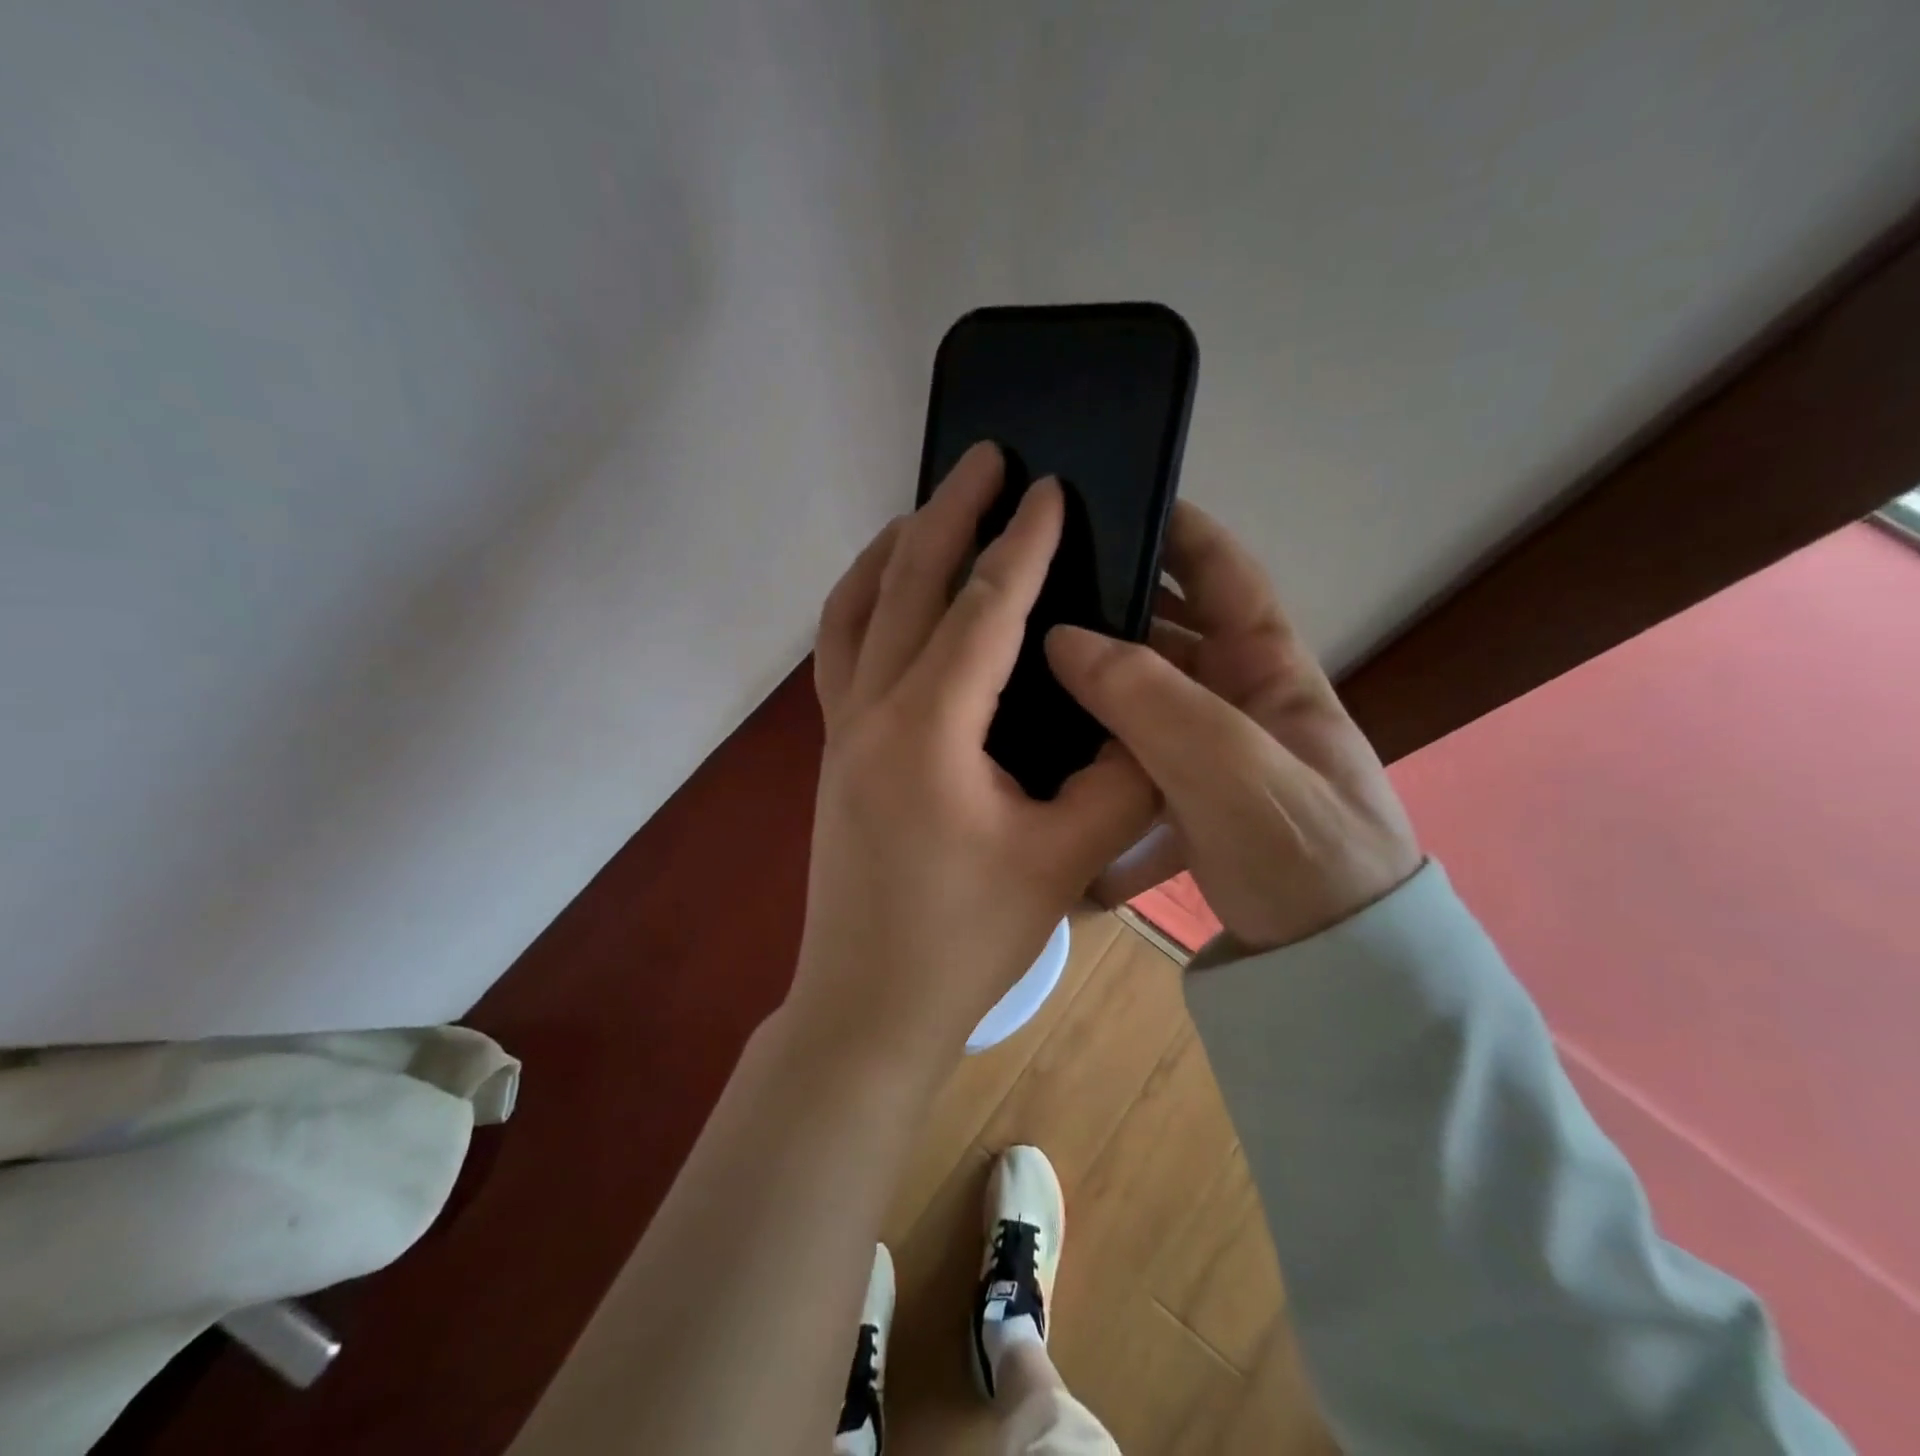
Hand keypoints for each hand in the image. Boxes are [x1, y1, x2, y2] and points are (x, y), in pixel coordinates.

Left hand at [795, 443, 1157, 1062]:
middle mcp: (870, 711)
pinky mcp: (830, 750)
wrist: (870, 1003)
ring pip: (855, 608)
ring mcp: (838, 729)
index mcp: (929, 731)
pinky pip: (839, 649)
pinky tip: (891, 595)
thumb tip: (1144, 717)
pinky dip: (862, 601)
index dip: (1023, 543)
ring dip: (893, 549)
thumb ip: (1120, 778)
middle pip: (906, 583)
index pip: (983, 610)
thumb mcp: (1065, 859)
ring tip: (932, 510)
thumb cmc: (966, 939)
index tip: (1052, 486)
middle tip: (987, 456)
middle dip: (951, 512)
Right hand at [1045, 501, 1420, 951]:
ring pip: (1142, 702)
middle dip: (1111, 610)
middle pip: (1168, 635)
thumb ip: (1151, 700)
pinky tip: (1050, 771)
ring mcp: (1212, 756)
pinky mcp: (1189, 805)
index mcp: (1270, 671)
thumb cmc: (1304, 856)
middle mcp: (1240, 702)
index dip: (1179, 528)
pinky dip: (1099, 768)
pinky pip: (1133, 768)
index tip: (1114, 500)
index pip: (1225, 573)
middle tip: (1032, 596)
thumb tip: (1064, 638)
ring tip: (1019, 672)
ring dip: (1093, 691)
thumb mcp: (1232, 770)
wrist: (1335, 974)